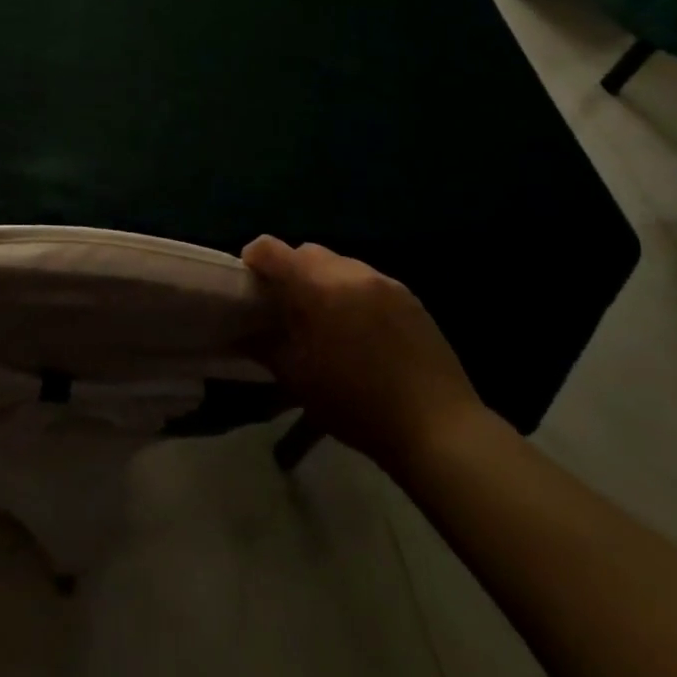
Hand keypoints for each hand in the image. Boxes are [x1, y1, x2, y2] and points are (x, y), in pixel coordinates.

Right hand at [241, 236, 484, 474]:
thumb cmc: (355, 403)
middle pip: (307, 252)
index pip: (270, 249)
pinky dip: (353, 294)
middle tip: (286, 307)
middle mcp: (352, 273)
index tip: (250, 287)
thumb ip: (262, 345)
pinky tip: (359, 331)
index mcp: (319, 286)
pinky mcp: (411, 298)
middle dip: (290, 270)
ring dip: (323, 281)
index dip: (252, 261)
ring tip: (325, 320)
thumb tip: (239, 332)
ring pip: (341, 265)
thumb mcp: (296, 377)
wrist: (437, 427)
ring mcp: (387, 283)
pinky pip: (369, 282)